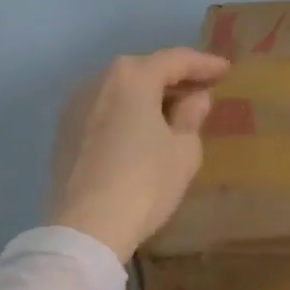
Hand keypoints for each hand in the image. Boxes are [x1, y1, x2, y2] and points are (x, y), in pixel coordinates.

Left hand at [48, 48, 231, 261]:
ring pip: (121, 90)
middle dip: (175, 78)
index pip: (175, 60)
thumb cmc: (145, 182)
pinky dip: (127, 113)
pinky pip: (105, 110)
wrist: (85, 229)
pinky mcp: (64, 133)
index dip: (204, 64)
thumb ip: (192, 116)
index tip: (225, 70)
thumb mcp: (184, 150)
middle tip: (202, 88)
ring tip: (174, 110)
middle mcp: (98, 81)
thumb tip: (195, 99)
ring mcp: (75, 107)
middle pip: (144, 70)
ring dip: (149, 95)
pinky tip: (143, 130)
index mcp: (131, 78)